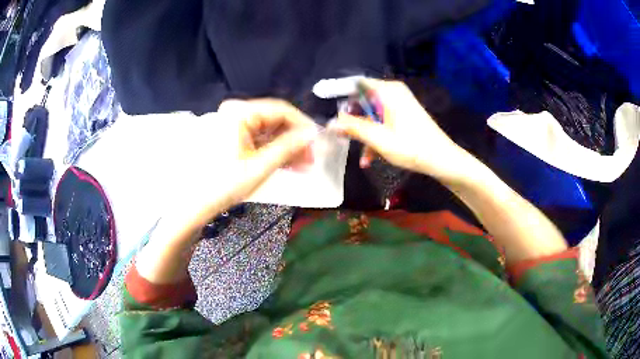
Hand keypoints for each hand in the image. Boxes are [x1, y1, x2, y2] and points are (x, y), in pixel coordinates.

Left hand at [182, 99, 318, 228]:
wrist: (195, 203)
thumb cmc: (223, 185)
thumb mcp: (260, 167)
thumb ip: (288, 147)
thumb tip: (312, 135)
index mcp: (240, 113)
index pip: (281, 110)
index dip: (303, 126)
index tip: (318, 143)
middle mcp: (236, 112)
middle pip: (275, 120)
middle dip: (295, 139)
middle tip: (311, 158)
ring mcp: (232, 124)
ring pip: (269, 130)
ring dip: (286, 146)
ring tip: (302, 165)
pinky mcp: (232, 136)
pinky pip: (258, 138)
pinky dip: (273, 150)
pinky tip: (286, 163)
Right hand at [328, 79, 470, 181]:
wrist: (442, 160)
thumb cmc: (412, 147)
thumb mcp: (379, 139)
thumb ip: (353, 128)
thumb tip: (331, 122)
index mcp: (388, 91)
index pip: (356, 82)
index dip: (338, 90)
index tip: (322, 98)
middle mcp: (393, 92)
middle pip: (363, 99)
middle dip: (353, 120)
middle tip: (342, 135)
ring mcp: (399, 104)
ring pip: (372, 114)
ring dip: (365, 134)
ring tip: (362, 156)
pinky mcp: (403, 115)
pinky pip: (383, 121)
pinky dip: (376, 136)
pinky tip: (371, 158)